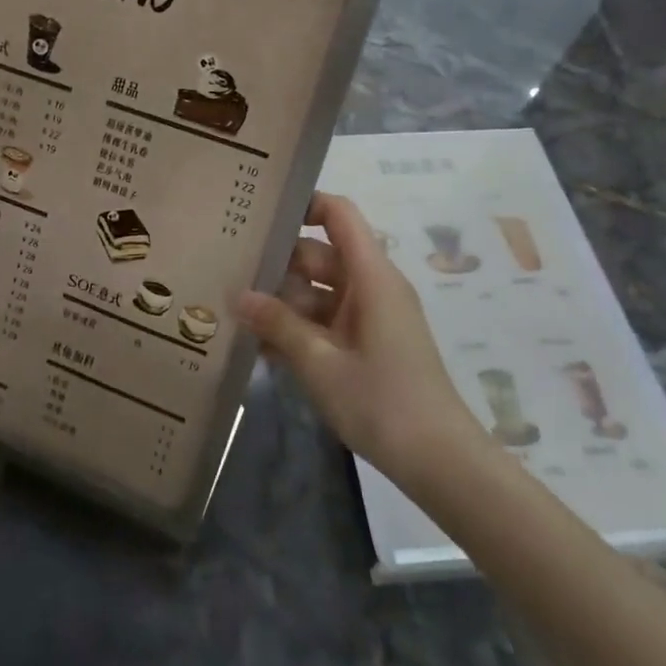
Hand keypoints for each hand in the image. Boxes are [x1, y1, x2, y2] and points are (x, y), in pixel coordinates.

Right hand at [237, 191, 487, 488]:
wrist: (438, 461)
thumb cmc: (381, 401)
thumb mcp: (319, 362)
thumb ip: (277, 324)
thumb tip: (237, 296)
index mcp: (370, 276)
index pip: (339, 215)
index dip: (304, 204)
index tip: (260, 214)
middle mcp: (372, 287)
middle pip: (320, 256)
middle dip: (277, 264)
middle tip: (227, 271)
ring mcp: (370, 317)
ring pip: (319, 292)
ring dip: (282, 303)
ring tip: (233, 312)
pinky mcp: (368, 344)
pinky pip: (327, 322)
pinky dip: (299, 329)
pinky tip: (259, 348)